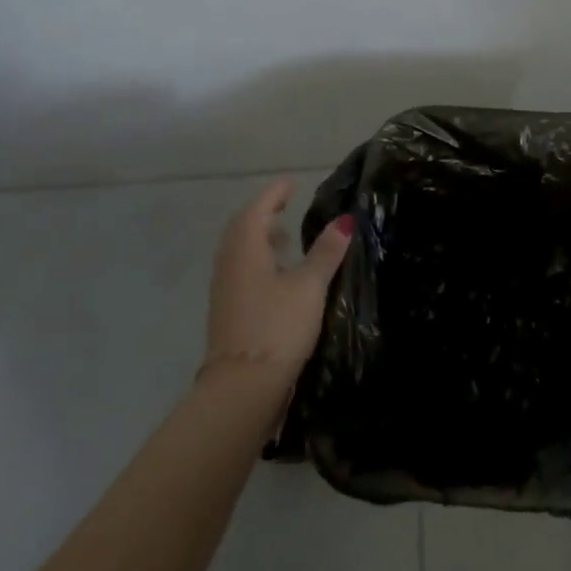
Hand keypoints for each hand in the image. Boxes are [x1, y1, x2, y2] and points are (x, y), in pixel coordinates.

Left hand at [203, 178, 353, 390]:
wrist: (243, 388)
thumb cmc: (277, 327)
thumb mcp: (309, 286)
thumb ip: (326, 252)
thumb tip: (345, 220)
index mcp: (246, 250)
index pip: (258, 210)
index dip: (274, 194)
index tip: (290, 182)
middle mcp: (230, 265)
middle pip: (242, 229)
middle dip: (263, 213)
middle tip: (285, 204)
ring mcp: (226, 290)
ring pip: (240, 252)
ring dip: (259, 238)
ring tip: (284, 236)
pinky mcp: (229, 312)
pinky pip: (241, 271)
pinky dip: (258, 260)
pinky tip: (278, 273)